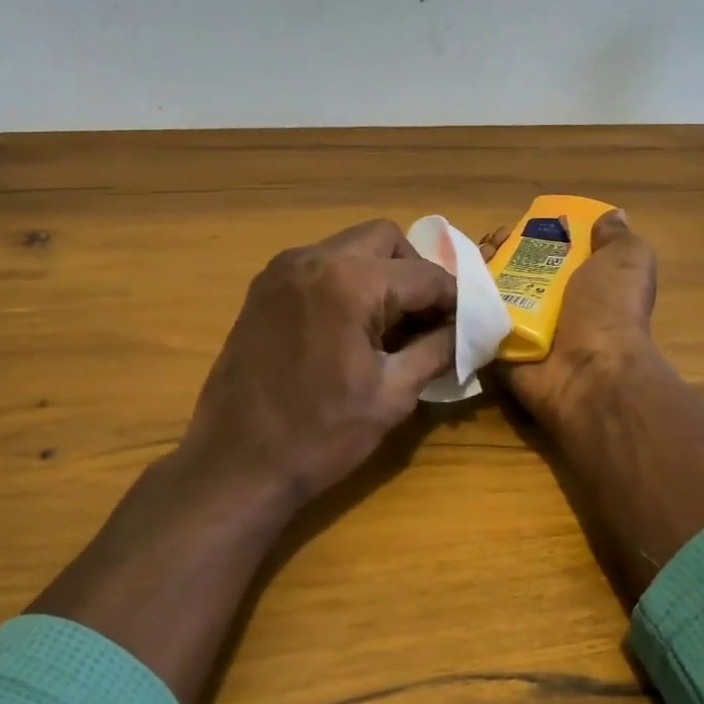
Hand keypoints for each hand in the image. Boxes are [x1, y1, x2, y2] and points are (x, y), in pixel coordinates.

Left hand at [174, 219, 457, 512]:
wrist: (235, 464)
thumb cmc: (320, 435)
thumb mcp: (392, 394)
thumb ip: (437, 350)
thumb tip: (467, 330)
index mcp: (348, 282)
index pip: (424, 275)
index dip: (454, 299)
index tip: (467, 325)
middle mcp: (312, 259)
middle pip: (385, 240)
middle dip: (414, 272)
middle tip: (425, 319)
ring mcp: (281, 271)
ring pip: (349, 248)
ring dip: (379, 275)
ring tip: (388, 327)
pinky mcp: (262, 289)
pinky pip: (319, 267)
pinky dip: (345, 283)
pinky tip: (350, 329)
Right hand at [480, 210, 658, 426]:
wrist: (589, 371)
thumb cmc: (609, 309)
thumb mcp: (627, 259)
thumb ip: (615, 236)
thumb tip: (610, 217)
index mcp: (579, 280)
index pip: (546, 249)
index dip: (527, 233)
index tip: (512, 227)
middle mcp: (549, 303)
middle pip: (512, 267)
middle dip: (495, 250)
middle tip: (488, 247)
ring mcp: (520, 327)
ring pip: (488, 291)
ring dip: (475, 274)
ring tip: (471, 266)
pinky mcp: (497, 347)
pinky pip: (474, 320)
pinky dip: (462, 304)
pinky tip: (457, 288)